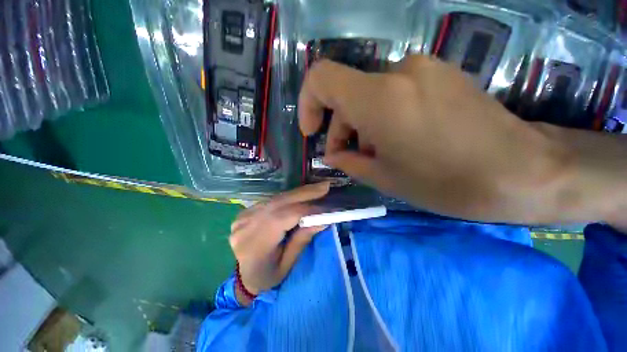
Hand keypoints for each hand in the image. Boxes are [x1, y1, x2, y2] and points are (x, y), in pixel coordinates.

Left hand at [229, 183, 329, 304]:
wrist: (242, 276)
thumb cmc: (267, 276)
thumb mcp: (287, 264)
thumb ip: (303, 239)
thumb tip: (323, 219)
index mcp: (256, 244)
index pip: (286, 216)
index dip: (309, 209)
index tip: (329, 208)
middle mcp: (247, 225)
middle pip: (280, 201)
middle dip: (306, 193)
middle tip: (325, 186)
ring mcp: (243, 216)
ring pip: (276, 198)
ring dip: (298, 193)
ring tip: (317, 189)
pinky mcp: (245, 211)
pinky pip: (271, 201)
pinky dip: (288, 198)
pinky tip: (300, 196)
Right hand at [298, 55, 626, 225]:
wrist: (524, 171)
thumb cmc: (446, 182)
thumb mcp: (383, 178)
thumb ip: (348, 161)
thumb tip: (332, 154)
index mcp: (379, 99)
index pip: (321, 78)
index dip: (308, 103)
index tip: (312, 131)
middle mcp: (398, 72)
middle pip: (346, 93)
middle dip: (341, 127)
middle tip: (349, 157)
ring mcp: (422, 68)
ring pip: (369, 95)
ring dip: (362, 125)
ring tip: (378, 154)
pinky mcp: (439, 74)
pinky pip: (392, 92)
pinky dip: (382, 117)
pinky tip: (399, 141)